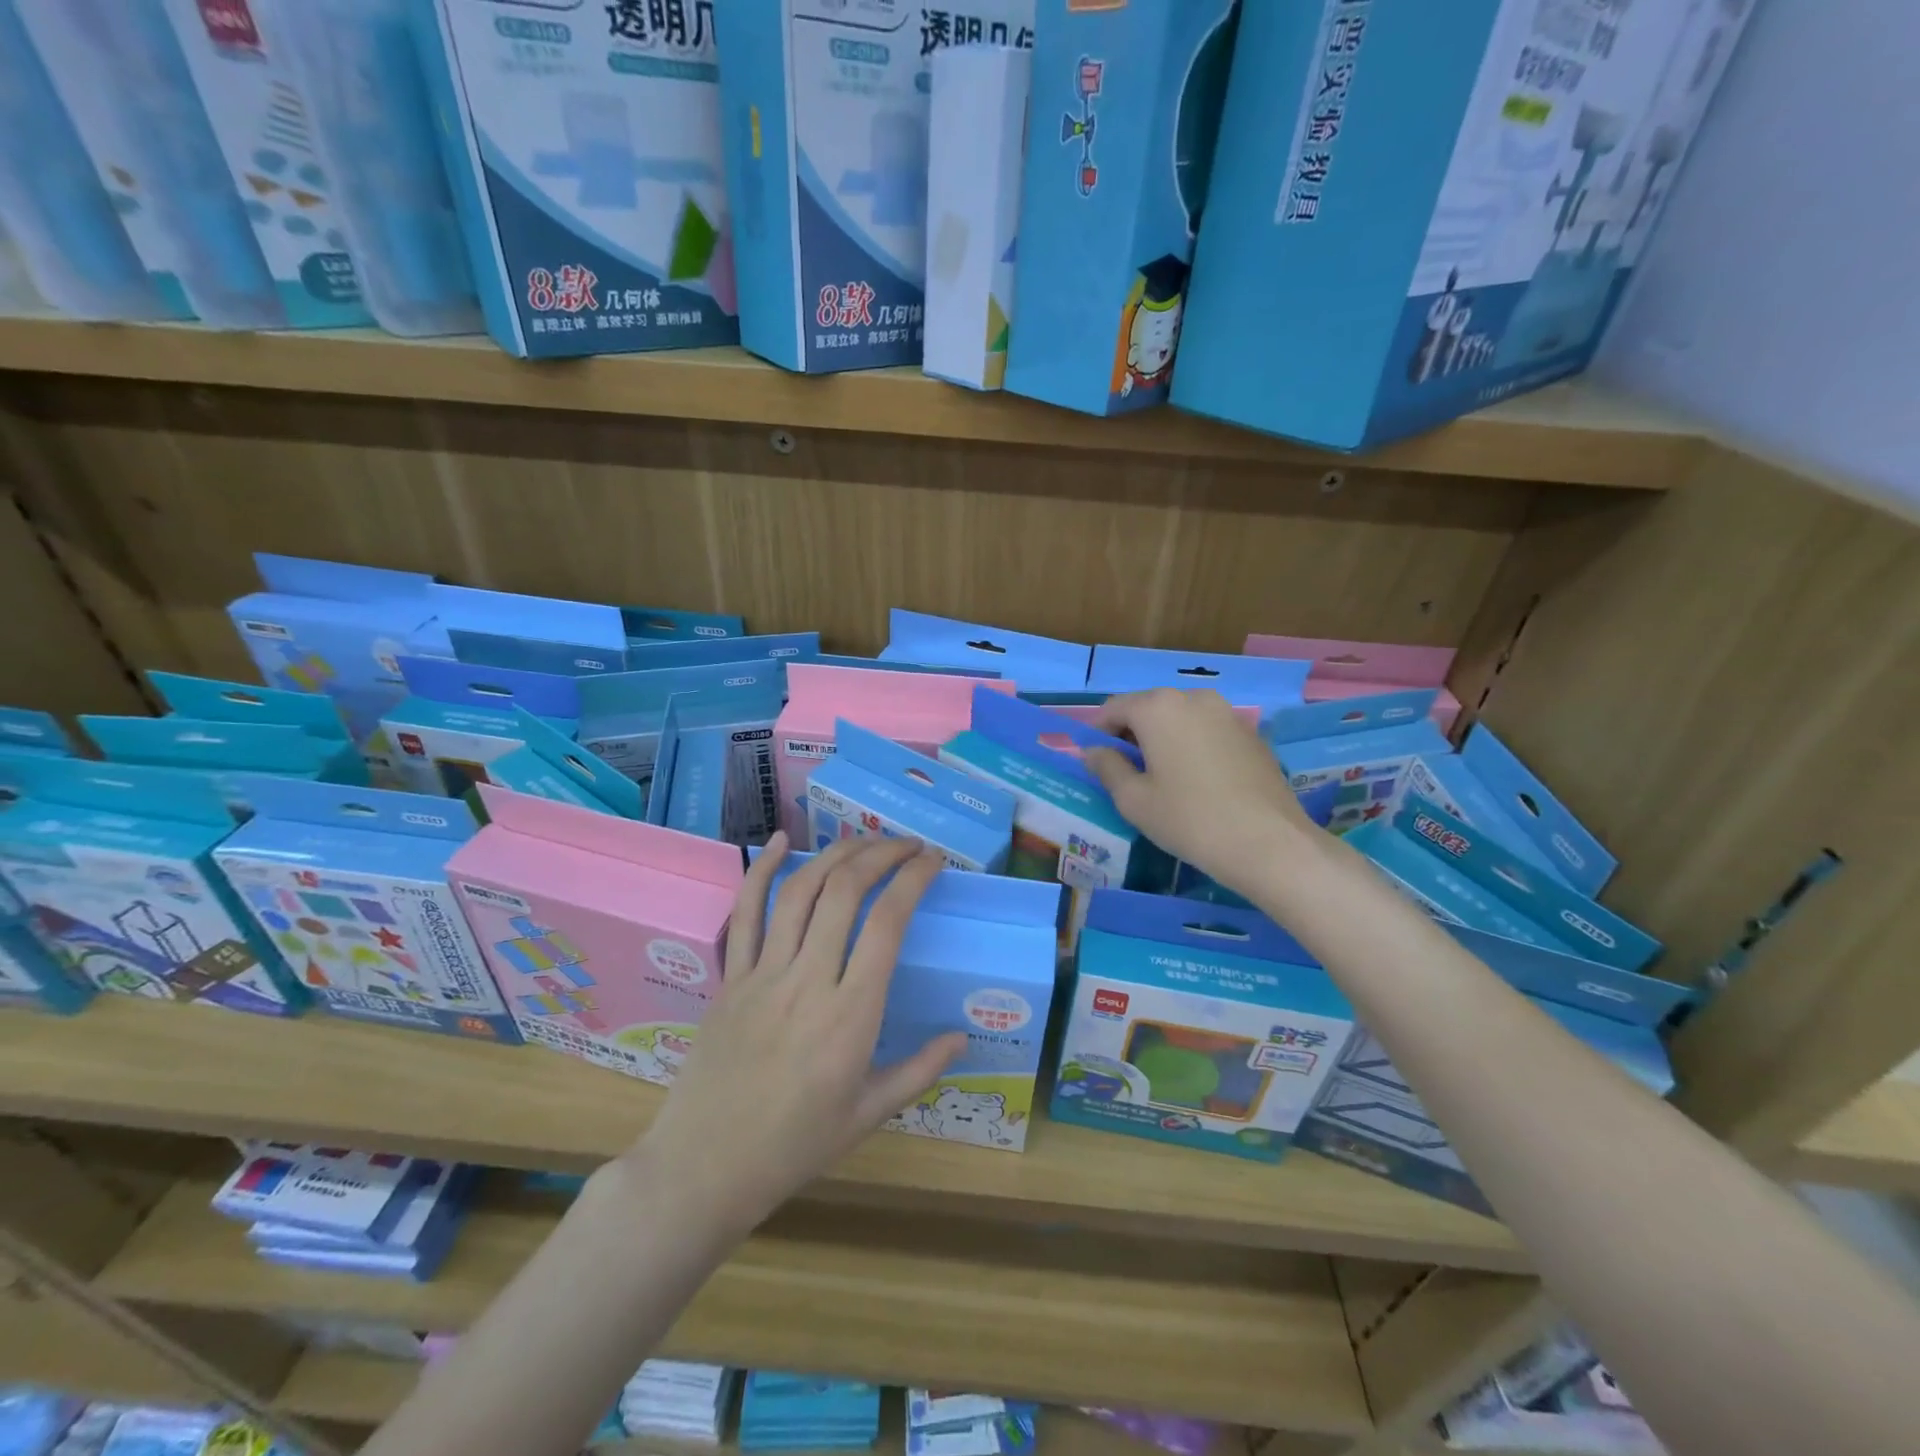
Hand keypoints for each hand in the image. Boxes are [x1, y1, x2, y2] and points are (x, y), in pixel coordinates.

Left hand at [631, 834, 964, 1237]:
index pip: (888, 924)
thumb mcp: (869, 1114)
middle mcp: (809, 980)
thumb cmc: (795, 1145)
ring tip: (863, 840)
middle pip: (845, 892)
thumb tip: (963, 1037)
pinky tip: (779, 840)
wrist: (705, 1167)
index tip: (933, 861)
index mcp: (851, 1014)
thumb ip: (920, 1070)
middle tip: (907, 845)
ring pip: (800, 892)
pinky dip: (761, 870)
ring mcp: (764, 974)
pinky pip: (745, 913)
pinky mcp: (731, 977)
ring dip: (835, 855)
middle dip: (881, 854)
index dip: (914, 880)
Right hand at [1083, 688, 1315, 897]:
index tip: (1097, 762)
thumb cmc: (1189, 819)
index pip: (1113, 708)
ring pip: (1181, 718)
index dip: (1098, 733)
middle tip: (1128, 773)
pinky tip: (1198, 782)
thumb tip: (1094, 751)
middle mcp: (1194, 697)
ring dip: (1164, 739)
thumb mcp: (1133, 799)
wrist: (1269, 843)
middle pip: (1149, 708)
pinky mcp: (1252, 734)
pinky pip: (1208, 731)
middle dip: (1132, 734)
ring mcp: (1228, 713)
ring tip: (1164, 779)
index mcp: (1158, 707)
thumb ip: (1107, 767)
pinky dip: (1193, 746)